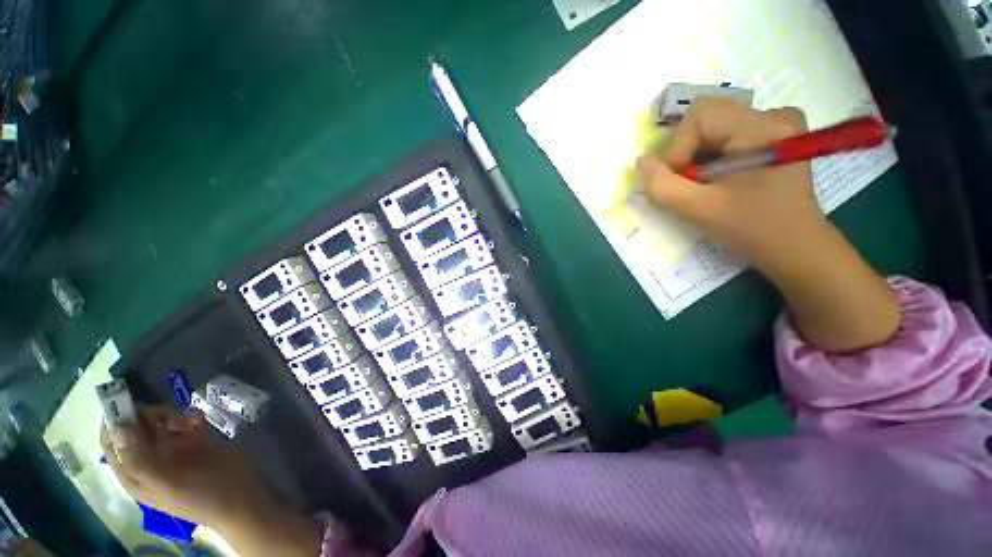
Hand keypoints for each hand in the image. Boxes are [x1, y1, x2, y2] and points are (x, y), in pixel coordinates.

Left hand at [101, 406, 321, 556]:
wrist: (240, 495)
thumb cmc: (198, 496)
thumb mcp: (165, 483)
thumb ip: (138, 459)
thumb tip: (117, 428)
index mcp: (134, 472)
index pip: (113, 443)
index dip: (114, 422)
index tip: (123, 402)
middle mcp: (149, 458)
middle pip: (136, 427)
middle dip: (147, 416)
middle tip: (164, 415)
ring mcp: (173, 448)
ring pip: (160, 421)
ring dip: (170, 415)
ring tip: (187, 421)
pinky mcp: (195, 439)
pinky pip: (186, 419)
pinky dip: (190, 416)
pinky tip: (199, 419)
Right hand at [636, 96, 826, 274]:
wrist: (793, 246)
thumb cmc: (752, 229)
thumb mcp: (699, 210)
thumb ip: (662, 186)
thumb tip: (641, 162)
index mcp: (763, 128)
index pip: (700, 115)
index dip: (676, 146)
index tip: (677, 180)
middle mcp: (773, 115)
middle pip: (705, 118)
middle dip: (683, 152)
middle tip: (684, 184)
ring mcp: (775, 124)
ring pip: (711, 128)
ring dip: (693, 157)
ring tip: (699, 185)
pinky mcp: (771, 136)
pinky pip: (723, 135)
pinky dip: (707, 157)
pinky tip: (712, 179)